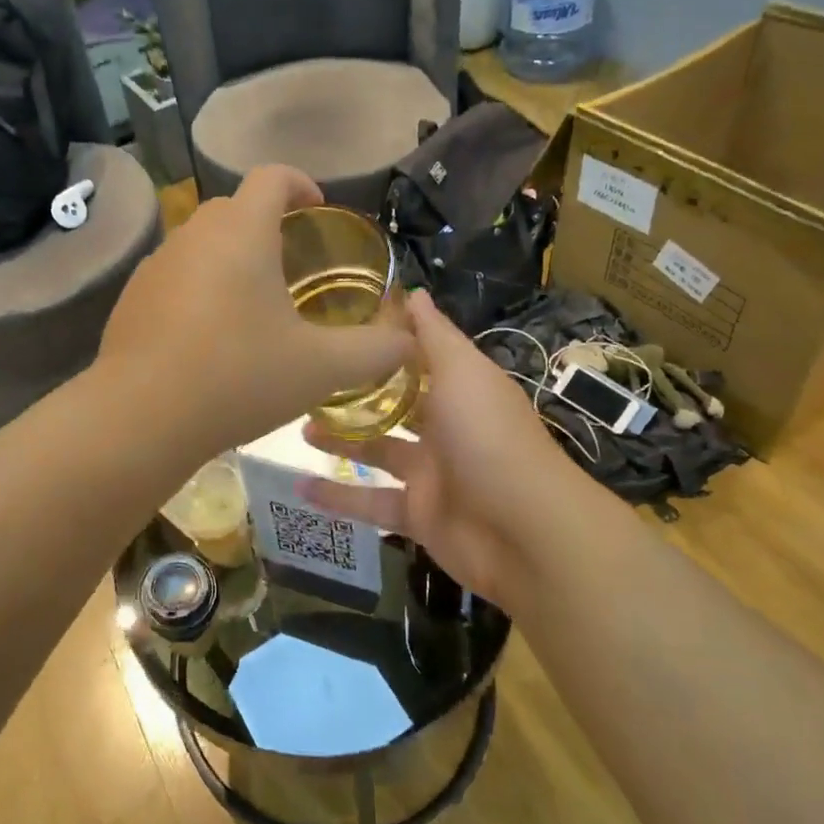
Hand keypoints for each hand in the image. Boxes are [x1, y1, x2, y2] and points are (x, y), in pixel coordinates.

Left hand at [97, 166, 414, 453]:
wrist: (141, 416)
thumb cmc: (238, 376)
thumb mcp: (320, 368)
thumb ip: (374, 350)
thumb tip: (409, 341)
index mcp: (242, 231)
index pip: (272, 176)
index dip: (301, 183)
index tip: (318, 210)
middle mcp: (194, 234)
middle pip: (236, 207)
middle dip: (268, 224)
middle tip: (293, 266)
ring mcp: (157, 263)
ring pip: (202, 241)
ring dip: (231, 257)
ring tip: (253, 304)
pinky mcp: (132, 295)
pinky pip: (176, 273)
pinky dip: (199, 286)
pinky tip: (209, 336)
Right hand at [302, 290, 581, 605]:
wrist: (525, 532)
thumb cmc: (489, 436)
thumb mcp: (462, 372)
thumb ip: (434, 334)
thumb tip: (413, 291)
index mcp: (460, 388)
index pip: (419, 357)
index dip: (385, 341)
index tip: (340, 323)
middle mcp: (446, 426)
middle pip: (394, 404)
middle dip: (356, 392)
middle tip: (309, 379)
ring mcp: (431, 473)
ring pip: (376, 450)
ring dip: (339, 439)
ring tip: (297, 425)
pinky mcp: (417, 515)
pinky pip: (370, 502)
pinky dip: (337, 497)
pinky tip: (298, 486)